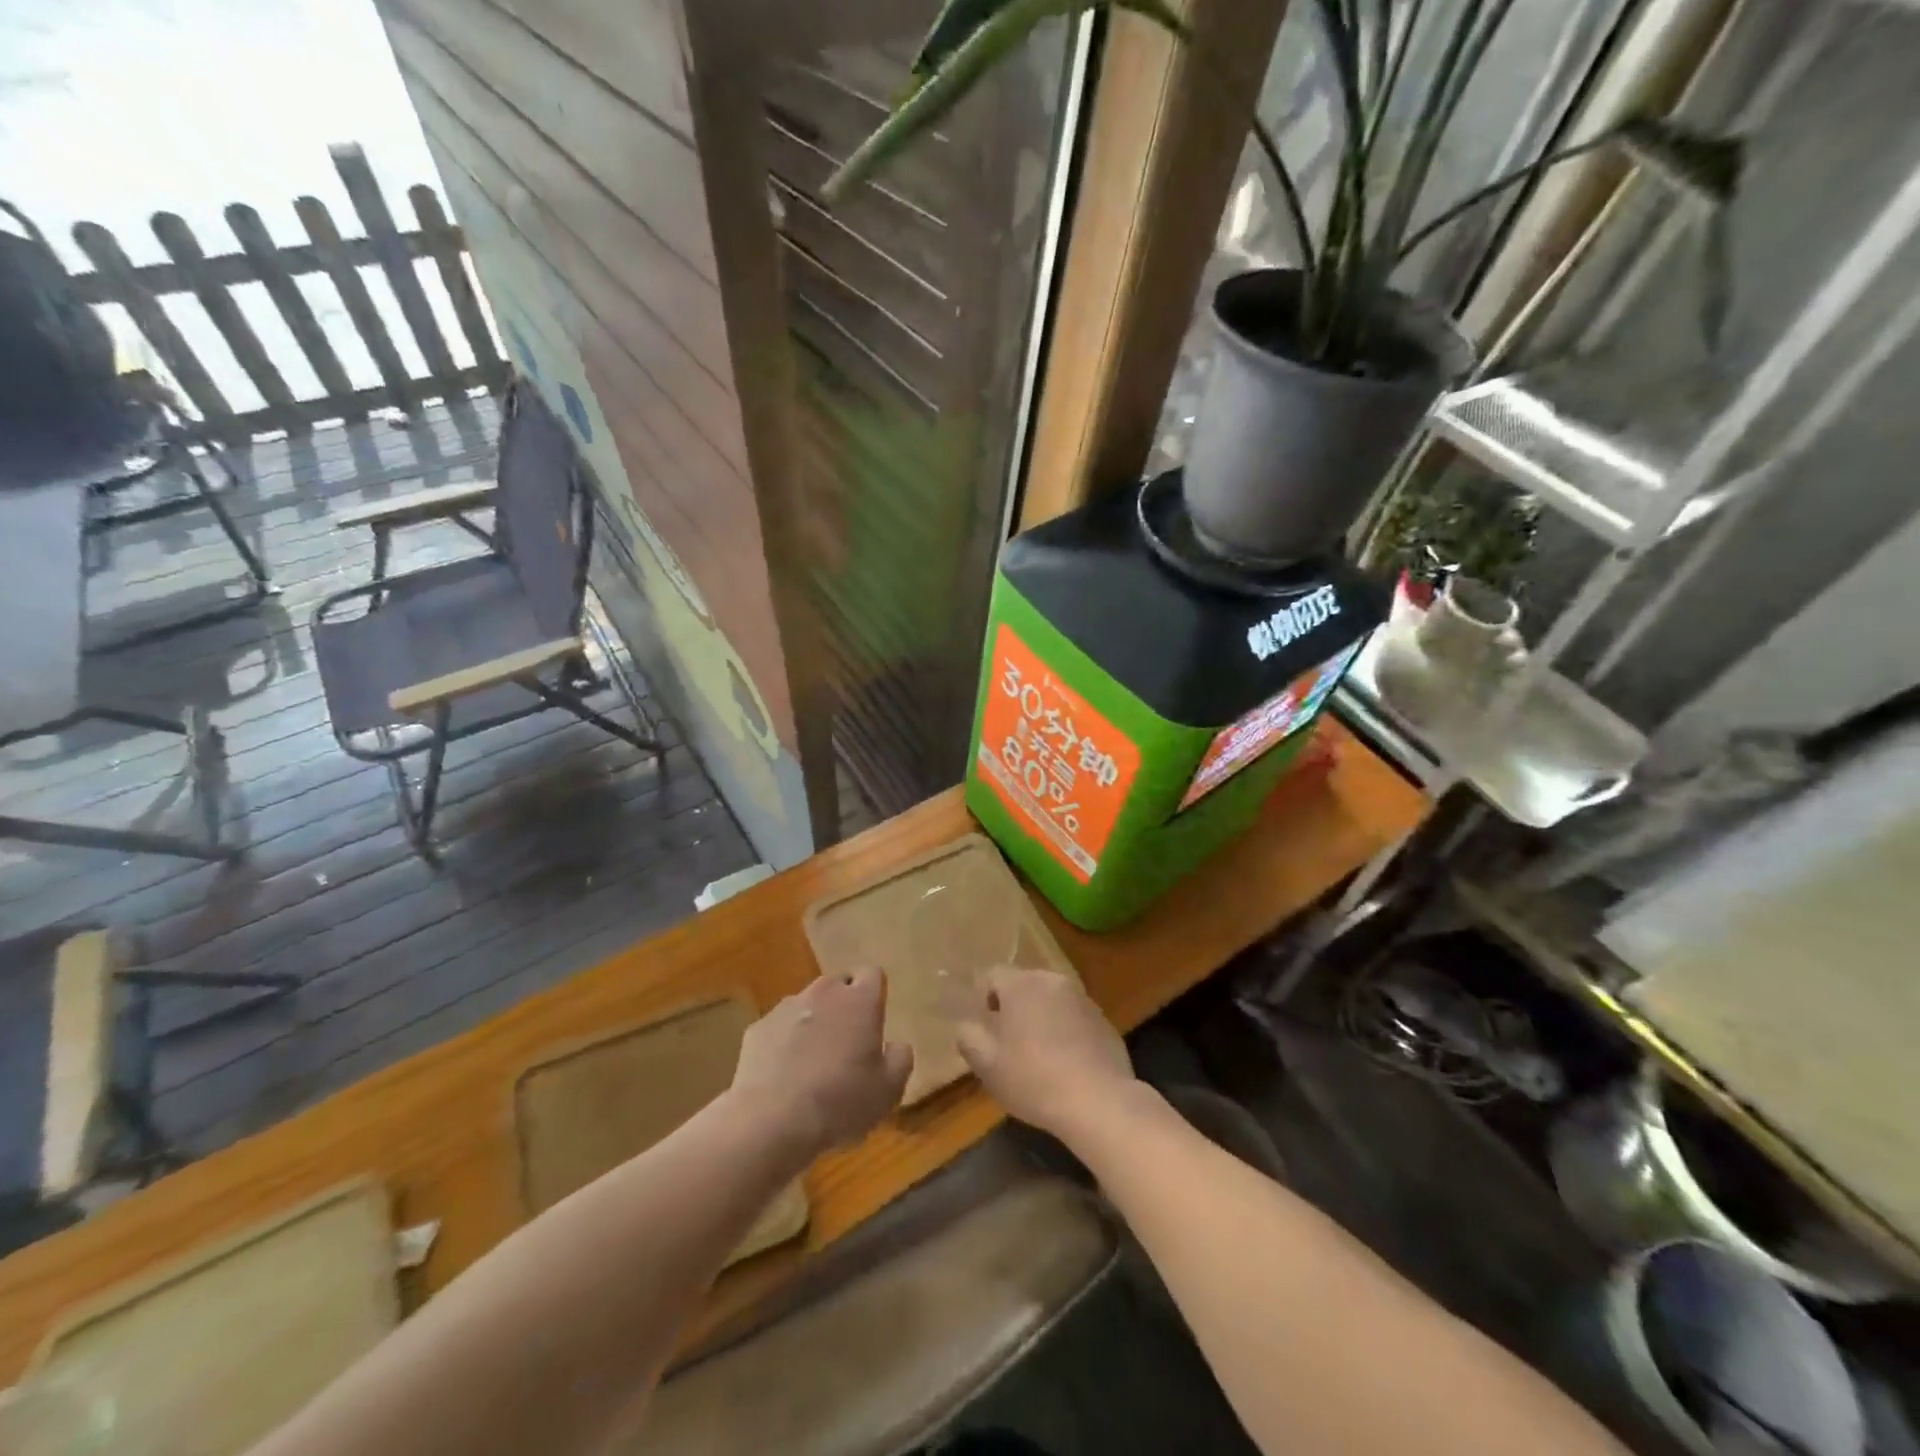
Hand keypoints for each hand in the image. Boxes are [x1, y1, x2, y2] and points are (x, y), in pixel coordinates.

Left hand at [731, 970, 912, 1158]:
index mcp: (860, 1000)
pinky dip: (783, 1043)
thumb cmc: (841, 1101)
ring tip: (811, 1063)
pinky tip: (783, 1076)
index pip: (873, 974)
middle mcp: (824, 992)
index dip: (874, 994)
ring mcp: (786, 1007)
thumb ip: (900, 1058)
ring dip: (813, 1023)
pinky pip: (778, 1028)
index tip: (872, 1022)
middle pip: (838, 985)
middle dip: (843, 1006)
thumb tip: (895, 1045)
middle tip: (845, 1044)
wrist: (772, 1120)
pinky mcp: (758, 1028)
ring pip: (806, 1005)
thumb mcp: (889, 1089)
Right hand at [955, 968, 1136, 1142]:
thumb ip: (969, 1038)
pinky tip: (1067, 1063)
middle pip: (1025, 984)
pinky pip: (1075, 1017)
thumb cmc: (1034, 1079)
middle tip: (1009, 1041)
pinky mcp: (1104, 1019)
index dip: (984, 998)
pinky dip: (1067, 1030)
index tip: (986, 1027)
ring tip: (1039, 1053)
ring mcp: (1082, 999)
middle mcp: (1052, 981)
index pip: (993, 975)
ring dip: (1042, 1016)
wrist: (1098, 1101)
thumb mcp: (987, 1066)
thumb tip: (966, 1026)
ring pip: (1051, 999)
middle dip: (1014, 1006)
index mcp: (1021, 985)